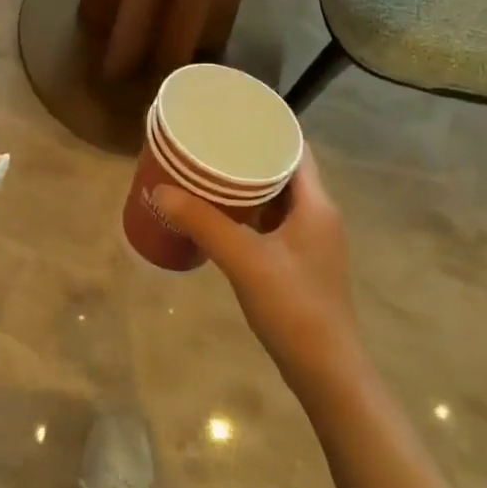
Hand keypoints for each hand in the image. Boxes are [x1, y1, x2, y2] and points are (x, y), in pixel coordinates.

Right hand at [153, 149, 363, 393]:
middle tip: (211, 141)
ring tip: (209, 171)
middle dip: (249, 154)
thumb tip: (159, 190)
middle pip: (284, 170)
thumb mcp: (244, 260)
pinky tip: (221, 215)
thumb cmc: (293, 307)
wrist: (326, 372)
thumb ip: (203, 222)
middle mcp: (318, 215)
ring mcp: (311, 241)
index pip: (295, 147)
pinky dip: (249, 212)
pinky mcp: (300, 263)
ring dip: (248, 184)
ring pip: (278, 198)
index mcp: (316, 204)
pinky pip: (273, 222)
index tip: (233, 115)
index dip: (267, 127)